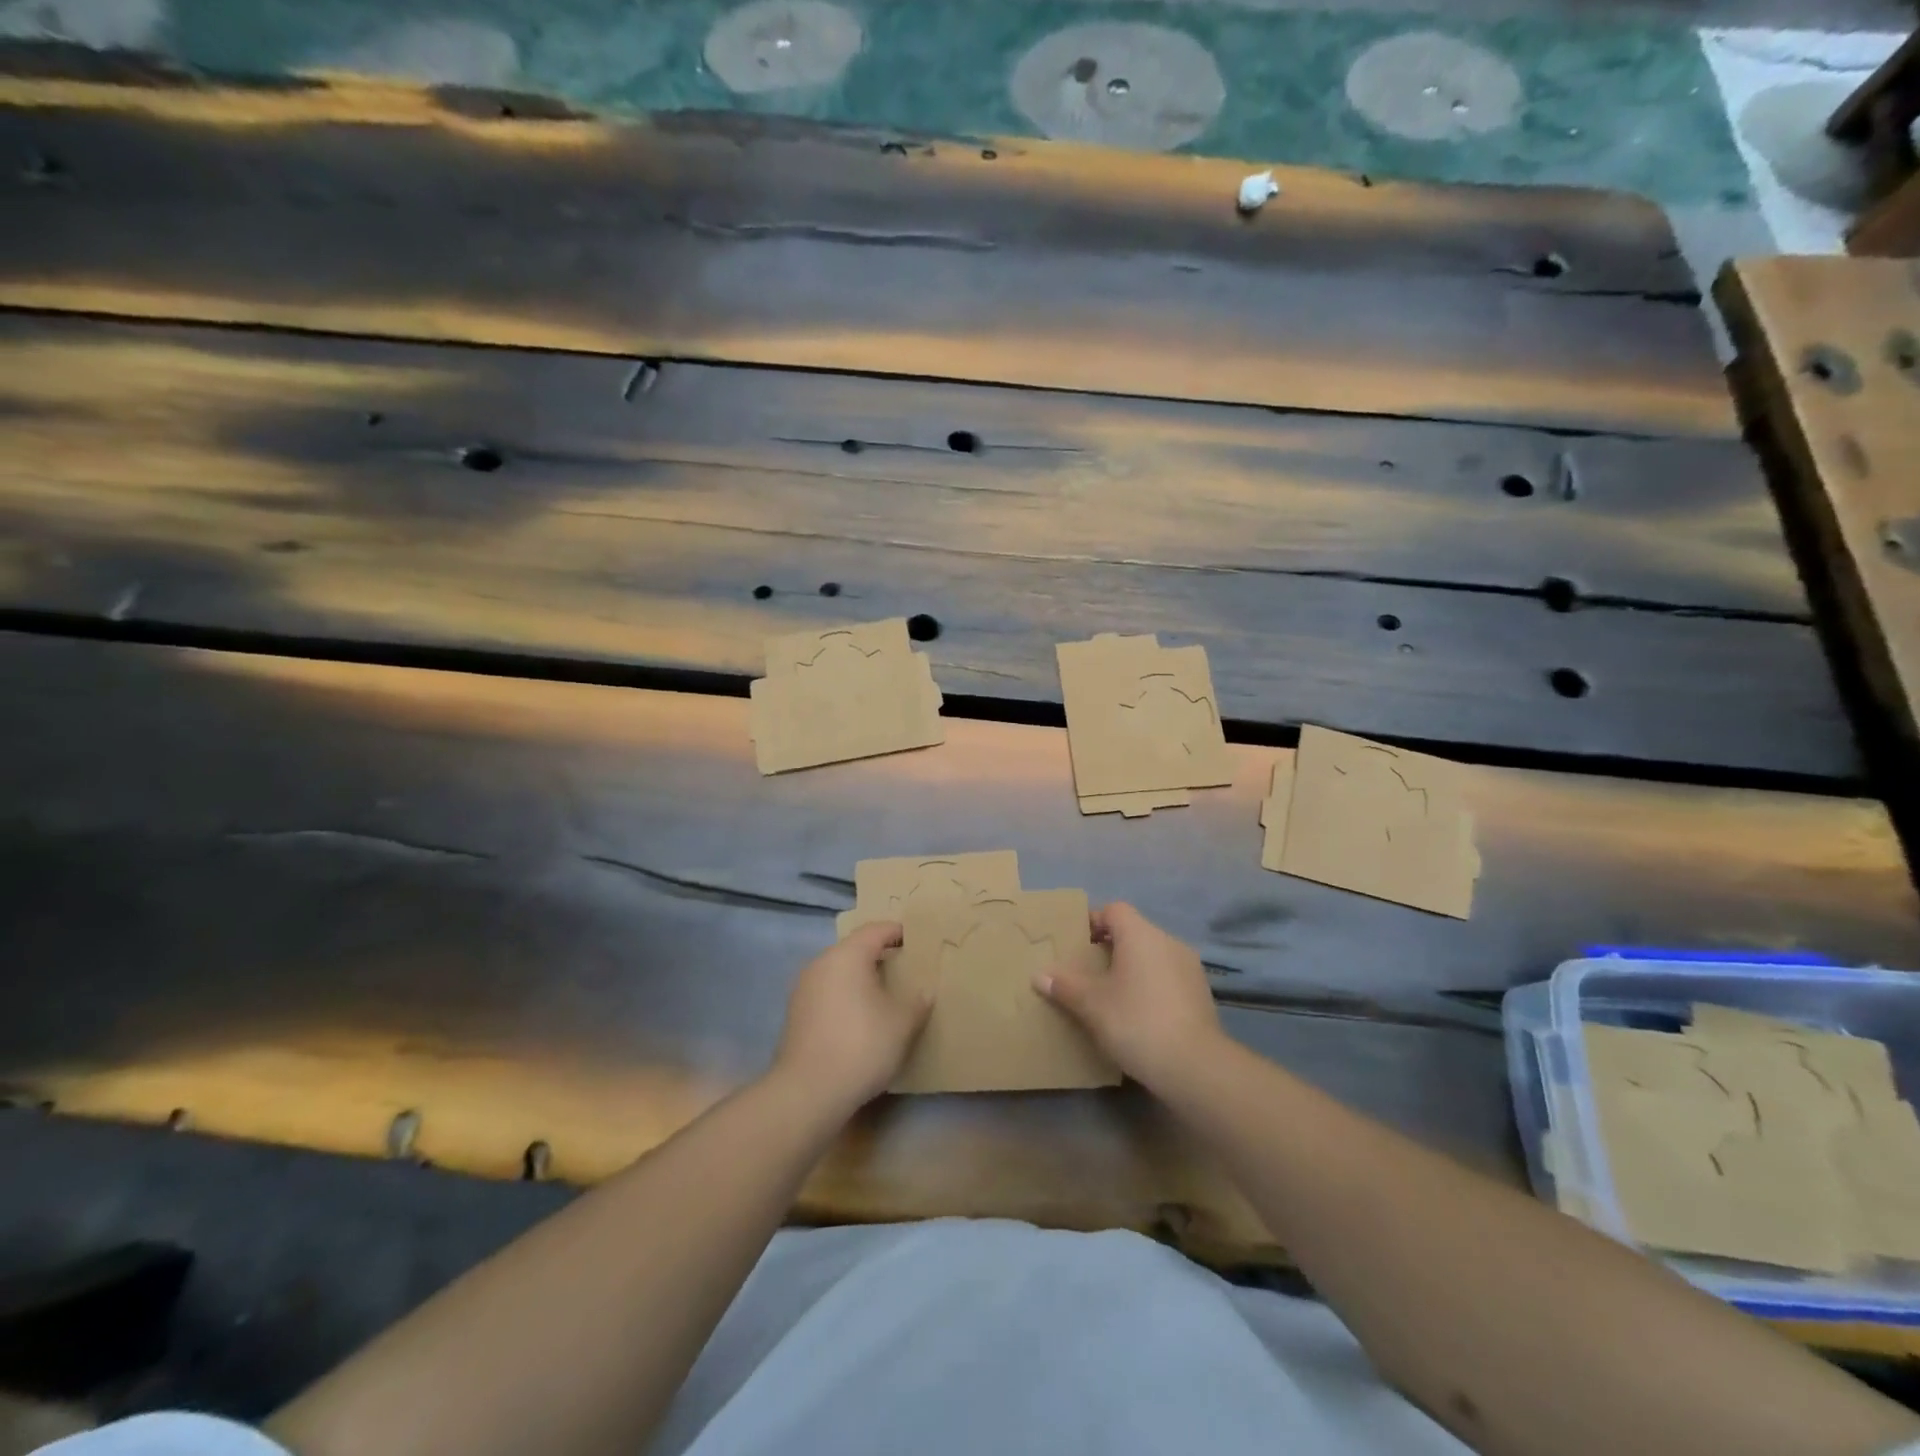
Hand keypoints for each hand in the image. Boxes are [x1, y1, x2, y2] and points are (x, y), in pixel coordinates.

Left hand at [773, 921, 931, 1113]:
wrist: (807, 1092)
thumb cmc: (861, 1046)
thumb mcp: (902, 1023)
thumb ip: (918, 1002)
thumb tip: (925, 991)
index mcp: (847, 955)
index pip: (876, 930)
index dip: (897, 931)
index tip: (916, 940)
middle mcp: (821, 963)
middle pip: (855, 948)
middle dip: (880, 955)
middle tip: (904, 969)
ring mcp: (803, 988)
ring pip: (839, 971)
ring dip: (861, 977)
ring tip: (884, 995)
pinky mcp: (795, 1013)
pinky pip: (827, 991)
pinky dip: (845, 995)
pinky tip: (859, 1018)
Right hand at [1034, 902, 1222, 1091]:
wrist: (1194, 1066)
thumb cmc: (1136, 1022)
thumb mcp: (1091, 1005)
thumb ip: (1065, 986)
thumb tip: (1039, 975)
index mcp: (1141, 934)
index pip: (1114, 910)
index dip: (1093, 921)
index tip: (1077, 944)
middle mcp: (1168, 941)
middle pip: (1134, 932)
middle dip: (1110, 947)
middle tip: (1088, 972)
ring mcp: (1189, 967)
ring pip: (1153, 955)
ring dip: (1132, 967)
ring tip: (1112, 995)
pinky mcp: (1201, 993)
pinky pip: (1168, 977)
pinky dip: (1151, 986)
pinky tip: (1139, 1014)